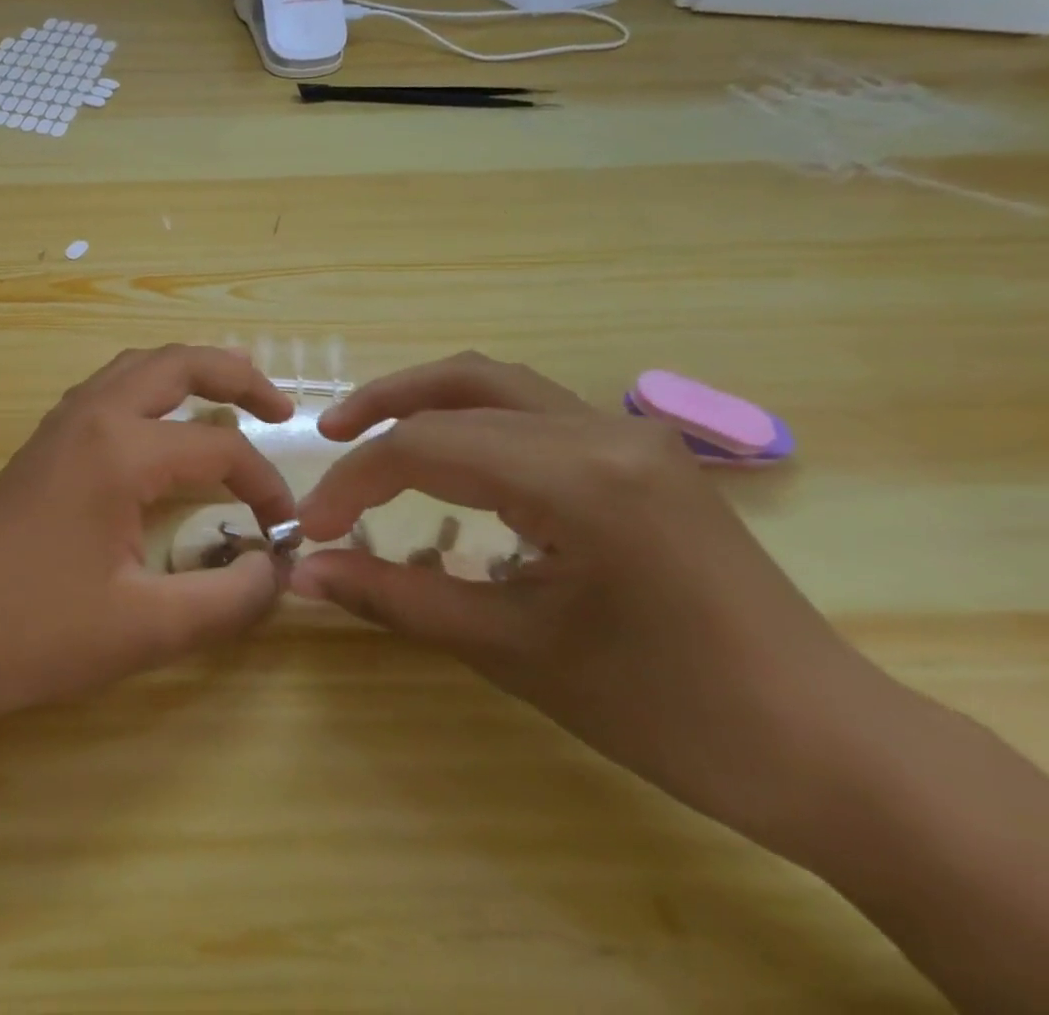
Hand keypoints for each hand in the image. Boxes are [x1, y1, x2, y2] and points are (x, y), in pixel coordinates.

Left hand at [0, 346, 298, 733]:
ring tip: (231, 395)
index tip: (286, 534)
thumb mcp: (148, 629)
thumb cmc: (39, 633)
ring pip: (136, 367)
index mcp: (119, 450)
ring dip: (188, 372)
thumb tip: (277, 570)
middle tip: (282, 409)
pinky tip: (160, 426)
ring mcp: (59, 424)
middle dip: (237, 376)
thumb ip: (229, 600)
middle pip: (176, 364)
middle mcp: (90, 416)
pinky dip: (149, 389)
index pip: (219, 448)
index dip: (265, 487)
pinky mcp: (41, 443)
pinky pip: (107, 390)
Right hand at [290, 352, 873, 849]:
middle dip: (380, 411)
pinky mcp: (639, 451)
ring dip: (425, 399)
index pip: (426, 448)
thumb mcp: (513, 651)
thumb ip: (396, 597)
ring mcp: (629, 434)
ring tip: (371, 432)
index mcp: (579, 477)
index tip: (311, 527)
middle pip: (459, 388)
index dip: (354, 482)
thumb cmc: (667, 711)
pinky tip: (450, 460)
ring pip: (497, 383)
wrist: (829, 750)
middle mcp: (603, 430)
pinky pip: (532, 409)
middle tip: (325, 439)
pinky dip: (471, 418)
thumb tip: (303, 575)